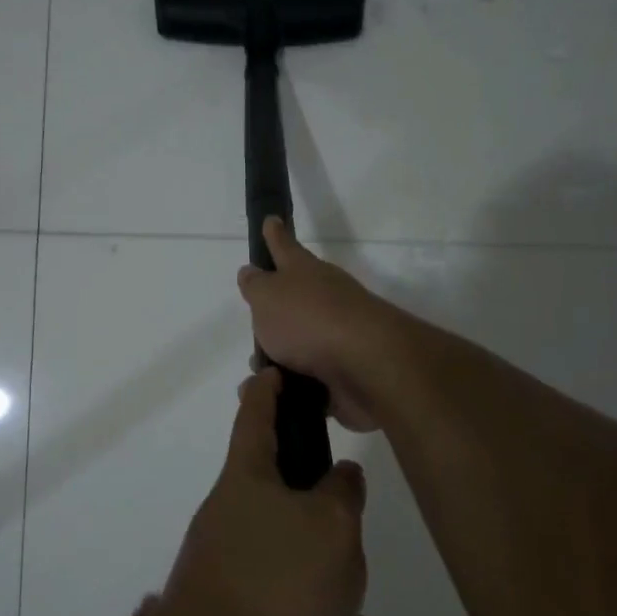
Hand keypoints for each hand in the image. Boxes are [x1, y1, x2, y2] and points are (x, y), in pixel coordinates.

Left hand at [158, 368, 369, 615]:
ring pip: (299, 573)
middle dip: (331, 532)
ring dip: (340, 606)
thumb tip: (339, 475)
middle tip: (358, 550)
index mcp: (246, 481)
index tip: (271, 371)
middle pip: (287, 504)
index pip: (255, 417)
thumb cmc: (277, 583)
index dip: (266, 390)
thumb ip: (342, 493)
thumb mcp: (331, 528)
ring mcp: (229, 573)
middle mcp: (231, 520)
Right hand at [237, 218, 399, 431]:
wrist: (366, 366)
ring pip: (300, 342)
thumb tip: (251, 271)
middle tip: (256, 324)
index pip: (284, 247)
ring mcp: (338, 335)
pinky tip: (278, 395)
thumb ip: (256, 285)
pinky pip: (310, 378)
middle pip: (295, 299)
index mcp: (305, 272)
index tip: (271, 220)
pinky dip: (293, 386)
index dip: (274, 235)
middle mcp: (325, 298)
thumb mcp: (268, 297)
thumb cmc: (308, 321)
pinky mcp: (345, 371)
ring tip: (259, 373)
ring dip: (280, 357)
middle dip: (275, 312)